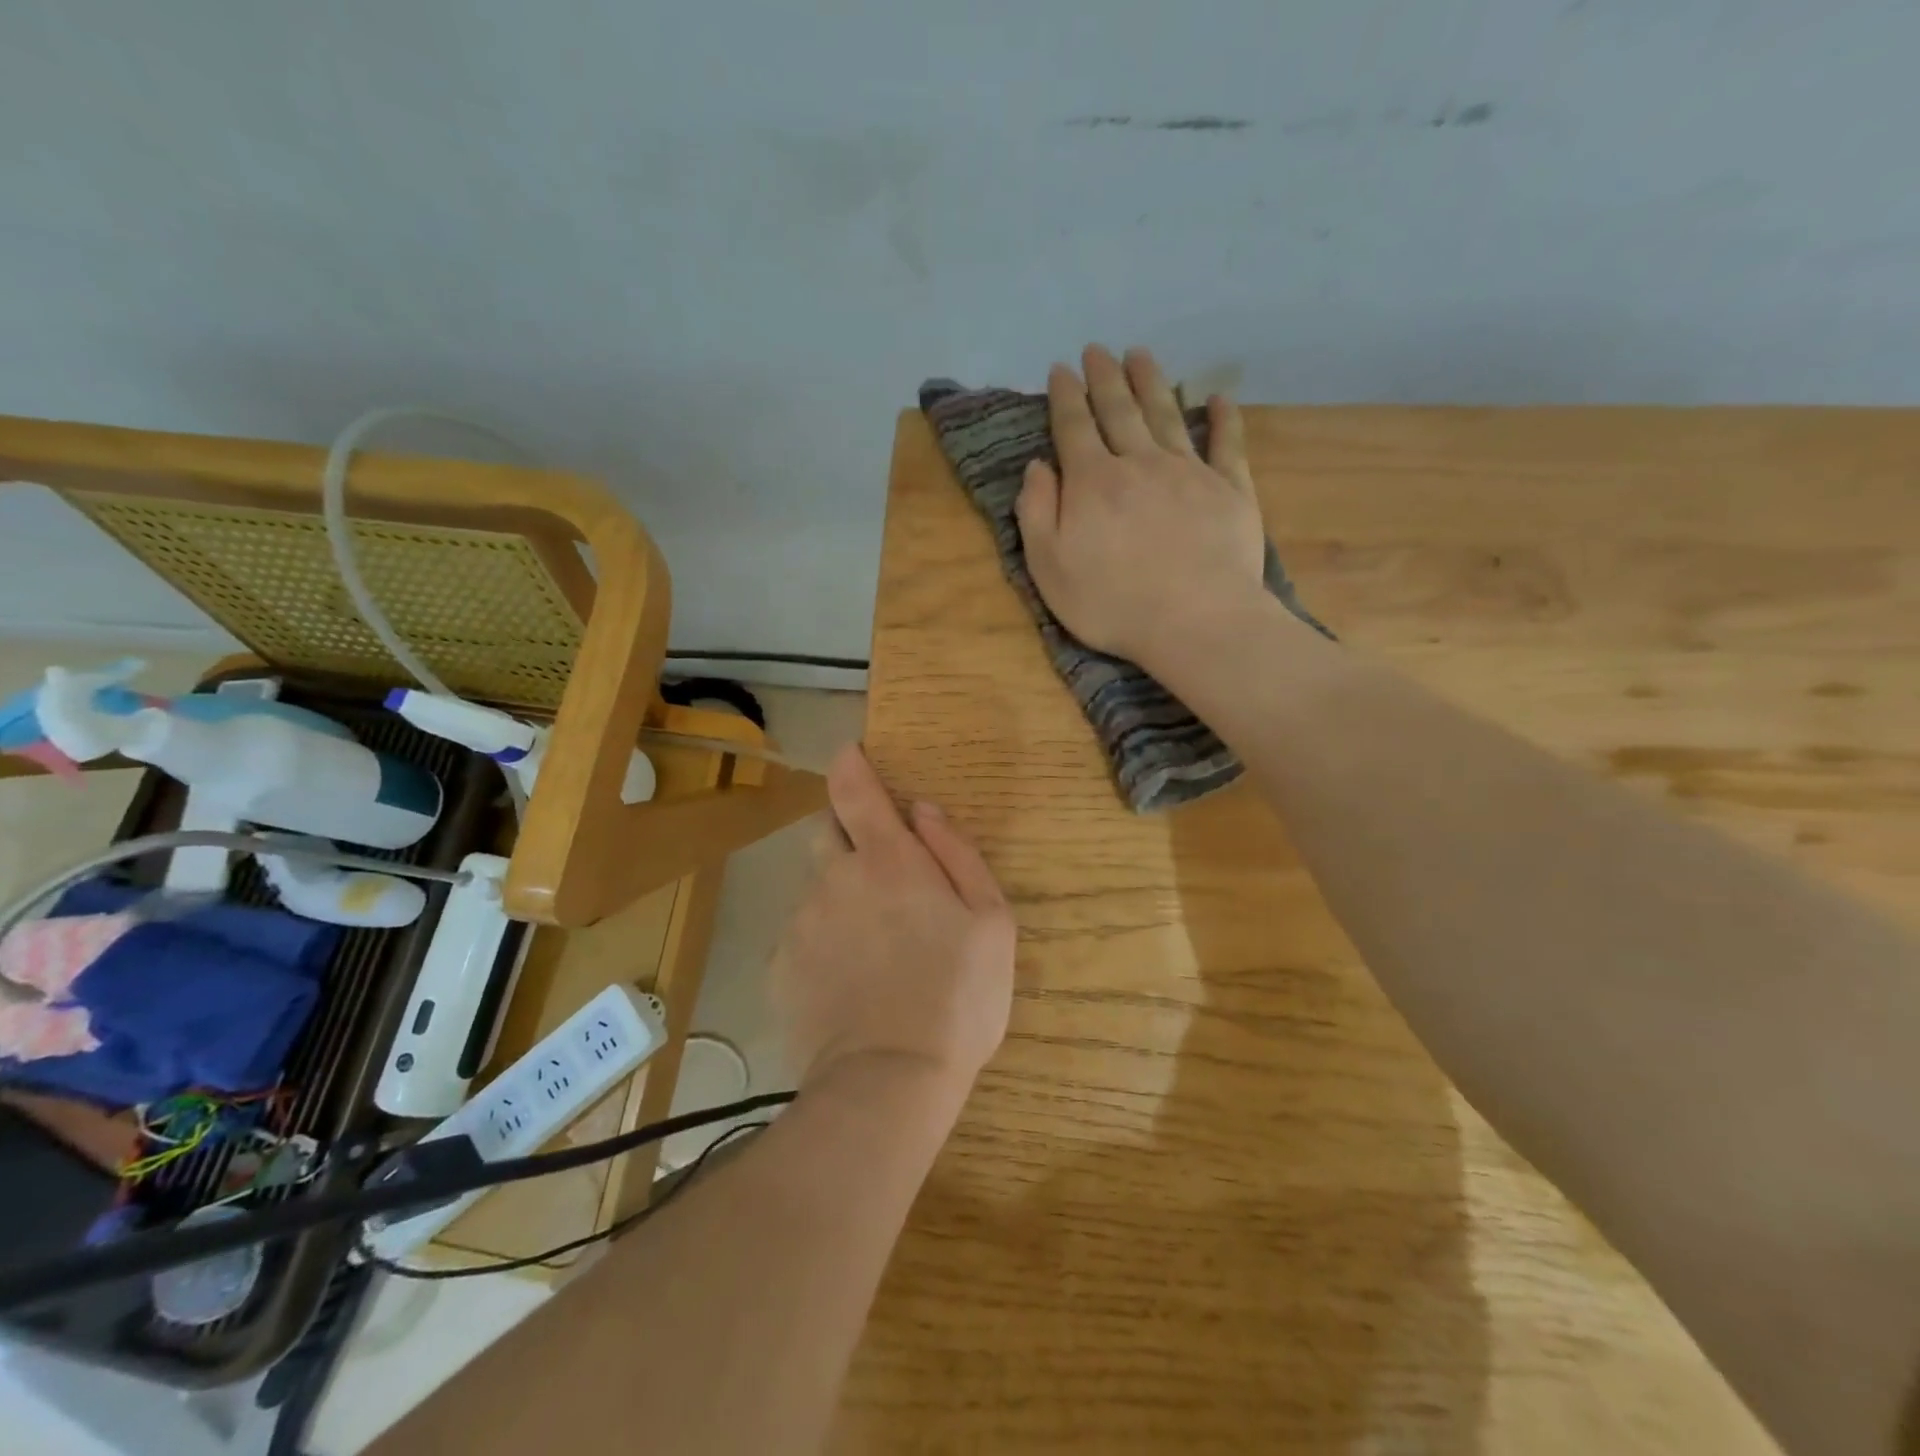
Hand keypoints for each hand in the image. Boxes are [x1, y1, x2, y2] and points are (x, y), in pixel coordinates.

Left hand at [774, 744, 1014, 1102]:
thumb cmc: (958, 996)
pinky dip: (822, 939)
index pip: (854, 787)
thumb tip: (924, 811)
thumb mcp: (991, 920)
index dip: (850, 763)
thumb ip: (957, 853)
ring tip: (872, 943)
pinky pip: (801, 933)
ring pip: (815, 885)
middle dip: (848, 833)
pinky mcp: (781, 964)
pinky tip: (848, 979)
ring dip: (839, 893)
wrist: (889, 1081)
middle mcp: (834, 877)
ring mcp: (801, 921)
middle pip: (825, 829)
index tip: (851, 754)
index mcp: (887, 859)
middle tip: (883, 873)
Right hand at [1016, 344, 1268, 672]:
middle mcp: (1139, 463)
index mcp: (1092, 482)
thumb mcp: (1049, 567)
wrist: (1195, 621)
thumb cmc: (1112, 602)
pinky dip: (1223, 418)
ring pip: (1166, 414)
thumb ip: (1037, 513)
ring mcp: (1189, 472)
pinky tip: (1218, 397)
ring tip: (1140, 355)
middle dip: (1105, 378)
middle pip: (1119, 410)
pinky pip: (1227, 443)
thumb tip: (1038, 466)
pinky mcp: (1230, 489)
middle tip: (1097, 350)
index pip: (1074, 427)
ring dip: (1151, 382)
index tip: (1060, 370)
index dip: (1065, 397)